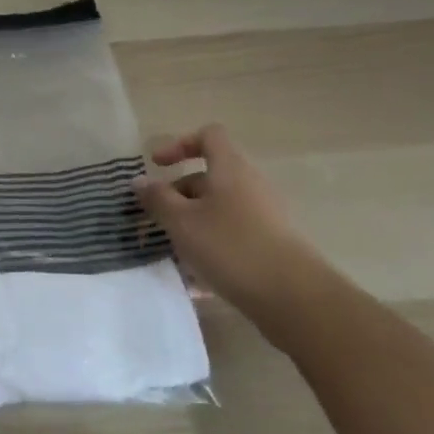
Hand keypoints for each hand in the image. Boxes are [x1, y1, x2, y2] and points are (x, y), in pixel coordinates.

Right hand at [133, 124, 331, 320]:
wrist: (294, 297)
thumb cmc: (230, 246)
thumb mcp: (181, 221)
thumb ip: (157, 198)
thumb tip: (139, 181)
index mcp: (230, 168)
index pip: (208, 136)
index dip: (180, 144)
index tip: (158, 166)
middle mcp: (250, 184)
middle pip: (209, 176)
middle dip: (178, 194)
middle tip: (157, 218)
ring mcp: (264, 215)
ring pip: (218, 208)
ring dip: (192, 222)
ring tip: (173, 250)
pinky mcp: (270, 243)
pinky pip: (232, 233)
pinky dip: (211, 244)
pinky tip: (196, 276)